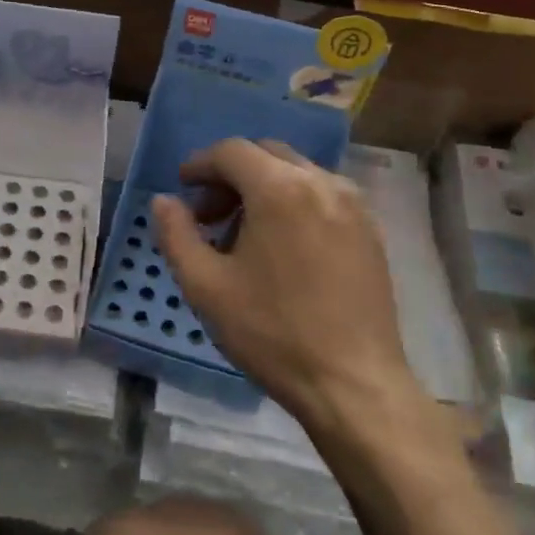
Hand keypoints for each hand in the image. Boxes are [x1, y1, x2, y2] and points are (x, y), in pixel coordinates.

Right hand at [152, 139, 417, 438]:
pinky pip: (323, 196)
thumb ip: (176, 235)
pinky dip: (294, 203)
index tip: (182, 188)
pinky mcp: (370, 230)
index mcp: (279, 189)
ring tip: (244, 237)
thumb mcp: (205, 286)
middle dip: (231, 175)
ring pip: (297, 173)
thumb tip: (164, 201)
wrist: (352, 383)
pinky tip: (283, 248)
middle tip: (209, 215)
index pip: (232, 151)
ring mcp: (353, 205)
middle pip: (266, 154)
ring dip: (262, 188)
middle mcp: (322, 183)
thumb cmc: (271, 333)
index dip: (200, 164)